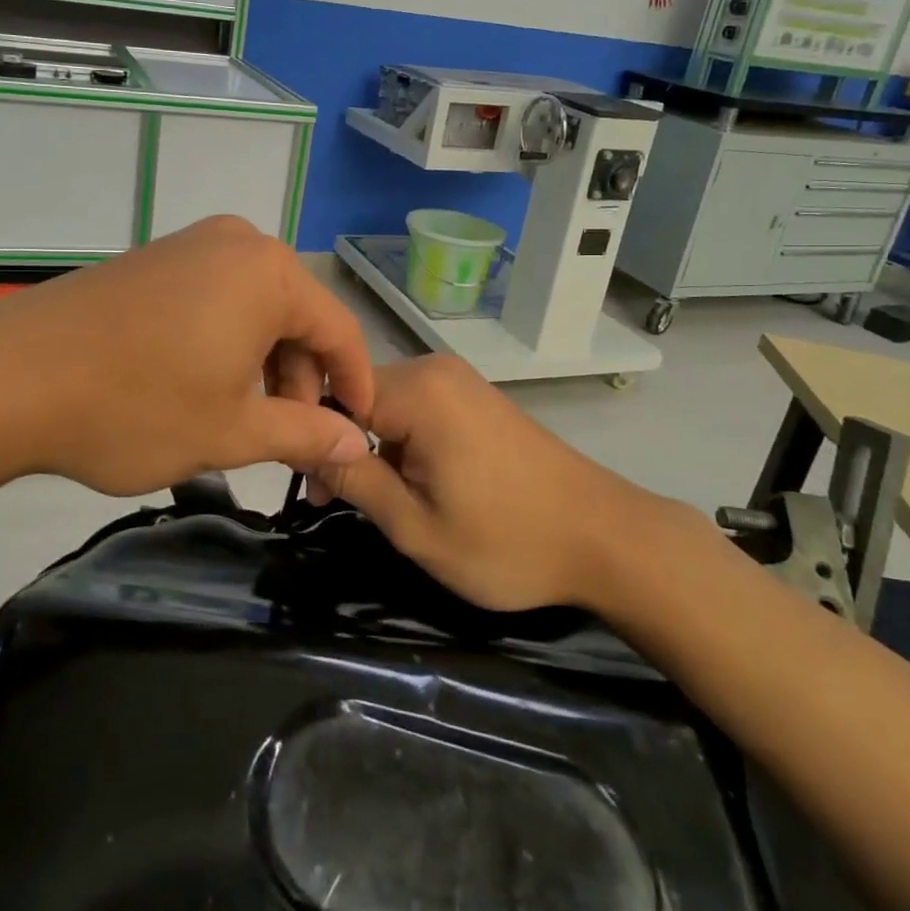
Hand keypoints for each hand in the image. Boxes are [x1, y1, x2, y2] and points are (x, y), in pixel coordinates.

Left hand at [0, 216, 375, 496]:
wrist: (10, 376)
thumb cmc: (137, 405)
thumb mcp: (230, 430)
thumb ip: (304, 434)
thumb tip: (355, 444)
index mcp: (271, 273)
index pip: (340, 330)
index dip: (355, 385)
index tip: (357, 433)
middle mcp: (238, 243)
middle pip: (296, 316)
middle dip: (302, 381)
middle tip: (292, 442)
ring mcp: (190, 246)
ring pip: (254, 309)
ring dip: (263, 365)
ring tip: (245, 423)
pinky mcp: (154, 260)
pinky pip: (215, 299)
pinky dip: (226, 344)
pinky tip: (205, 388)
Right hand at [313, 355, 668, 610]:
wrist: (606, 537)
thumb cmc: (508, 541)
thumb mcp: (418, 527)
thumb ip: (356, 480)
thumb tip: (303, 447)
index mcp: (418, 391)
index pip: (334, 396)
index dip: (316, 443)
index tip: (317, 494)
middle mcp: (435, 370)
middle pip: (360, 397)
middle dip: (344, 447)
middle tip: (341, 504)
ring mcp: (460, 381)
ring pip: (388, 405)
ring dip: (375, 448)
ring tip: (385, 502)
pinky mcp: (476, 397)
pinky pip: (418, 409)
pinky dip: (404, 442)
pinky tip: (417, 482)